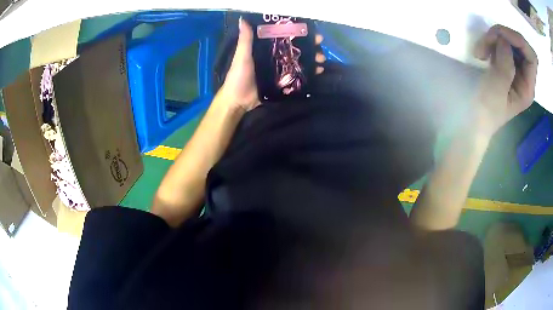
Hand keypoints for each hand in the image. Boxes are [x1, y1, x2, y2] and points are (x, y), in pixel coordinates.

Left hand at [218, 17, 325, 111]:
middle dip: (309, 46)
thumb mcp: (242, 56)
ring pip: (298, 61)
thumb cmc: (238, 76)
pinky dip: (308, 73)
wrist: (238, 101)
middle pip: (294, 48)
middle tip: (321, 45)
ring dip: (311, 59)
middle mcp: (274, 56)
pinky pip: (297, 75)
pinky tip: (319, 71)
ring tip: (322, 59)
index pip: (283, 36)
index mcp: (264, 48)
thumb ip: (245, 40)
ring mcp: (279, 69)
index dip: (297, 32)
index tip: (310, 30)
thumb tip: (244, 20)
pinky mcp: (282, 82)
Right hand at [472, 25, 537, 137]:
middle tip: (487, 39)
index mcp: (527, 87)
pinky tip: (482, 51)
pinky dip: (491, 42)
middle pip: (521, 45)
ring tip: (480, 50)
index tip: (500, 34)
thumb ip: (504, 66)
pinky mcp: (505, 63)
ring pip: (509, 41)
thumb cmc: (487, 110)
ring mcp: (515, 68)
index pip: (531, 57)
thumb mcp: (497, 90)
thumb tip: (504, 39)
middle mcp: (525, 76)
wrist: (475, 118)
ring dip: (494, 38)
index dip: (519, 41)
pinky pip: (501, 44)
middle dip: (504, 37)